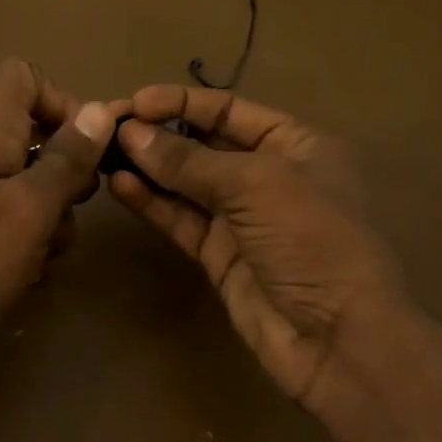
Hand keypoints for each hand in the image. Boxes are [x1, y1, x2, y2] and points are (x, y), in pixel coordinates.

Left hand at [0, 59, 119, 365]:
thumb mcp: (30, 209)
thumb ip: (66, 159)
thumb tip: (101, 108)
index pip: (23, 77)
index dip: (61, 100)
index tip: (86, 146)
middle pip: (39, 137)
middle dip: (68, 175)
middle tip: (70, 209)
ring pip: (36, 188)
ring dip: (53, 221)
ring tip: (41, 256)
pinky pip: (19, 225)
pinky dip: (32, 247)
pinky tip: (24, 278)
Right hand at [108, 86, 406, 414]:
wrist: (337, 340)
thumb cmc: (312, 240)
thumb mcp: (255, 185)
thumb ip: (188, 160)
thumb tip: (130, 134)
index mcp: (295, 144)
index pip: (228, 110)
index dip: (180, 102)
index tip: (135, 102)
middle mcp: (267, 175)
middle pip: (202, 143)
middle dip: (158, 134)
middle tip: (109, 128)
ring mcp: (241, 217)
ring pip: (184, 183)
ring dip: (147, 167)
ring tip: (104, 155)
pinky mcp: (218, 253)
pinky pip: (178, 218)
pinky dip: (150, 202)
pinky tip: (120, 187)